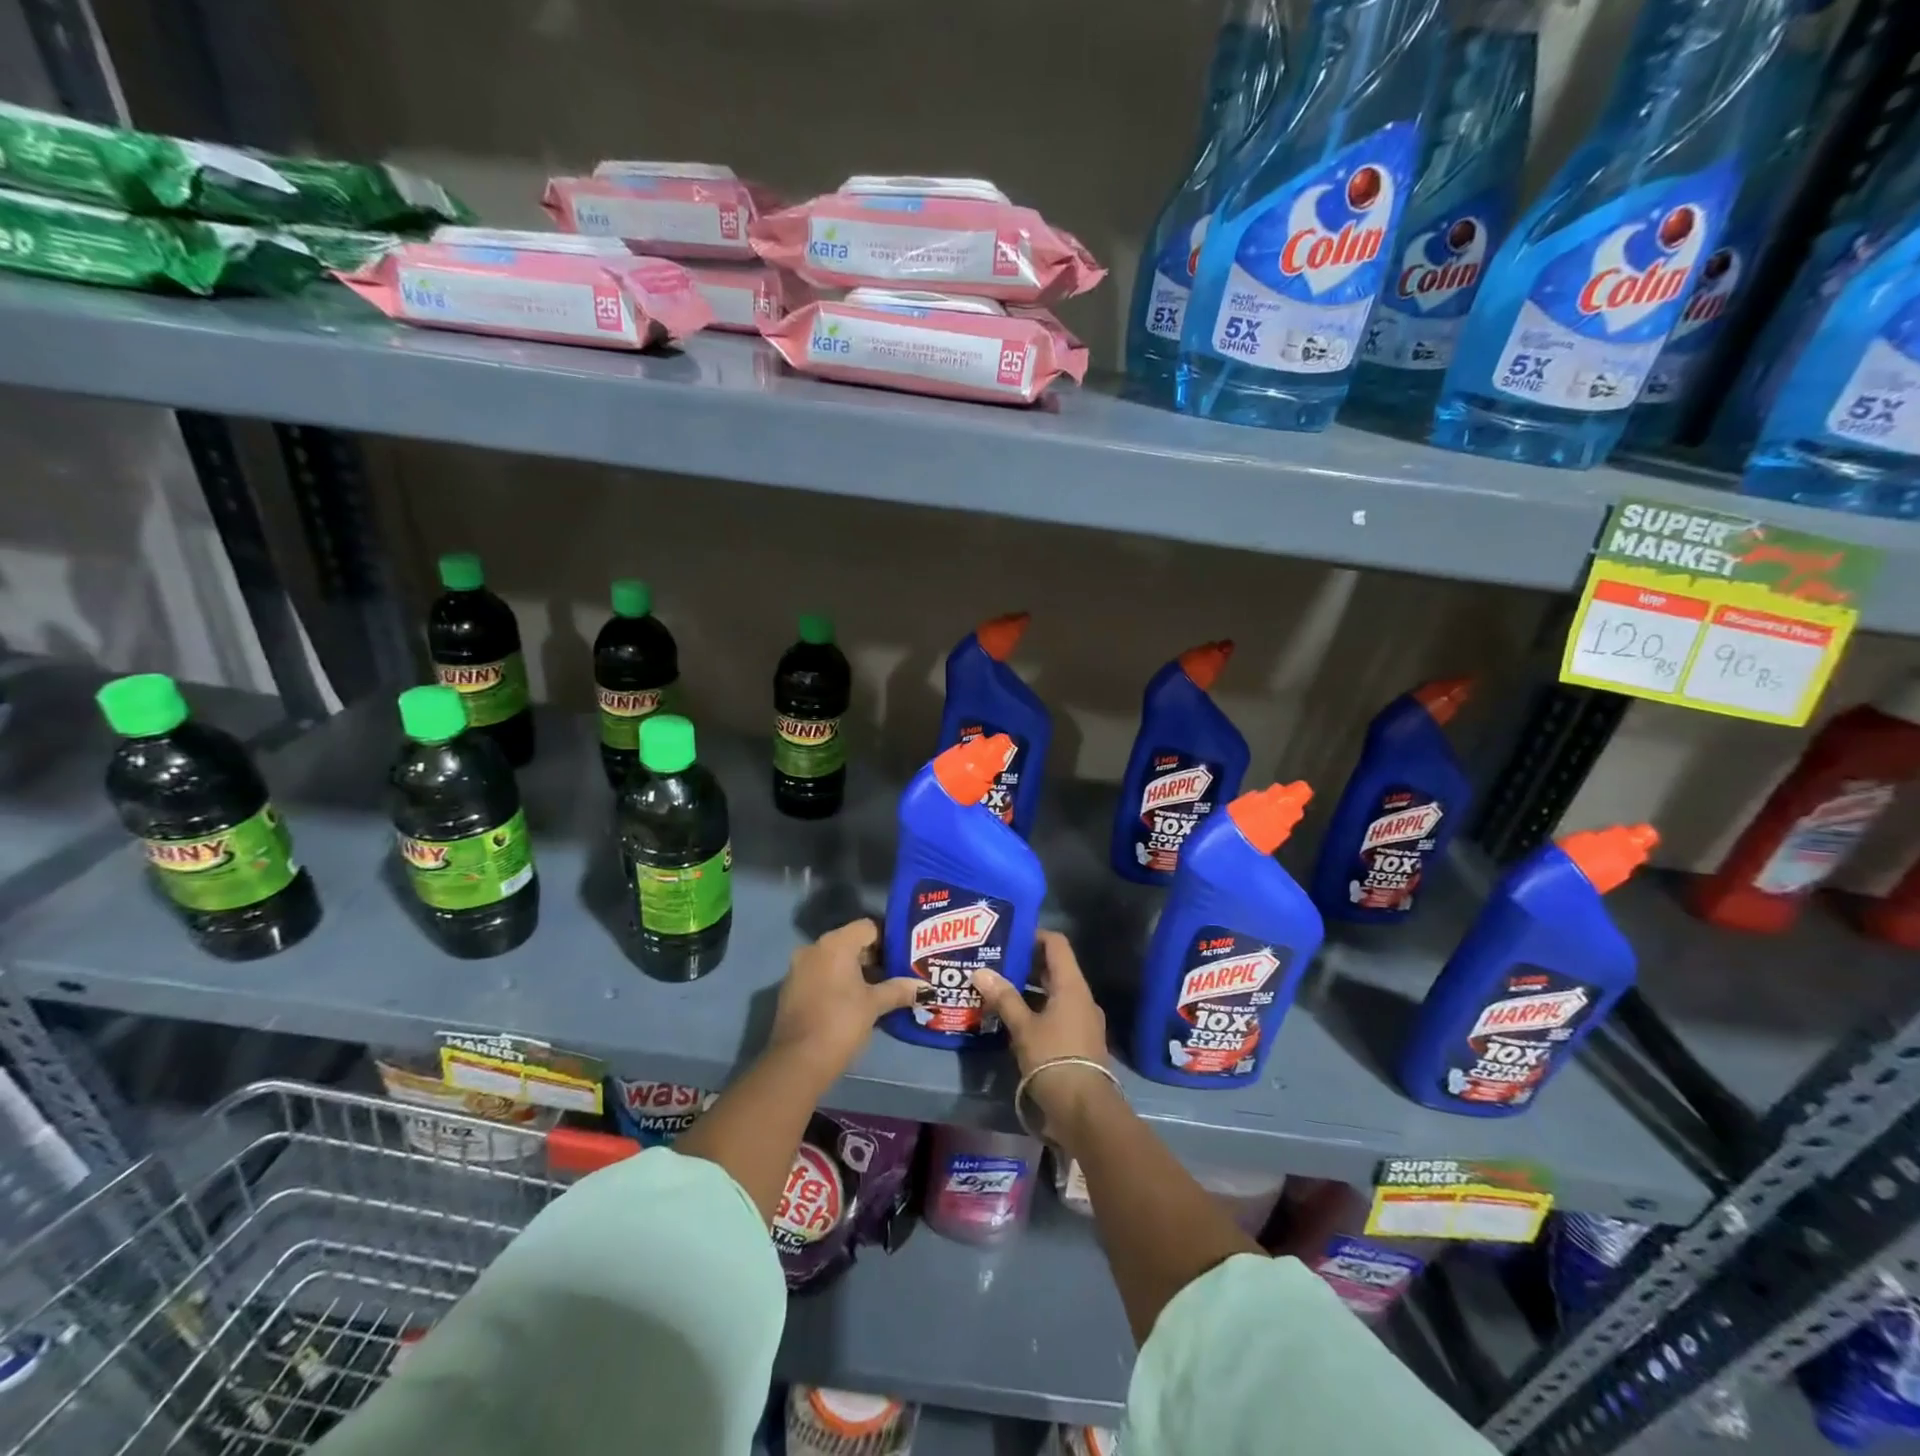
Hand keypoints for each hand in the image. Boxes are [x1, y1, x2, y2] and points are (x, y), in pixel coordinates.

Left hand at [768, 919, 917, 1082]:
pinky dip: (838, 982)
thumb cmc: (841, 1023)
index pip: (868, 927)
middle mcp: (814, 948)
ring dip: (856, 971)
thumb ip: (898, 990)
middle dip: (874, 957)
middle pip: (851, 942)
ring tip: (880, 989)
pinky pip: (821, 975)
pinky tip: (854, 1002)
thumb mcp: (874, 1005)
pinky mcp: (791, 989)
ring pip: (835, 960)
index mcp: (835, 944)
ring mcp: (799, 968)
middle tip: (897, 973)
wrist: (798, 1061)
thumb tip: (924, 987)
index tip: (904, 956)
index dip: (888, 939)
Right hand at [971, 931, 1114, 1131]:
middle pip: (1055, 969)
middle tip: (996, 962)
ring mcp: (1083, 1020)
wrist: (1084, 1109)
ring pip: (1054, 994)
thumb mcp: (1023, 1027)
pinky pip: (1057, 1014)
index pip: (1057, 944)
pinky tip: (1013, 1020)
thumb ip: (1004, 998)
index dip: (1034, 936)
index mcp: (1072, 986)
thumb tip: (981, 971)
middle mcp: (1081, 997)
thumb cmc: (1054, 1059)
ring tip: (999, 990)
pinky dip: (1037, 1010)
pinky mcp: (1079, 1041)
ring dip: (1030, 990)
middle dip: (1026, 964)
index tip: (1008, 937)